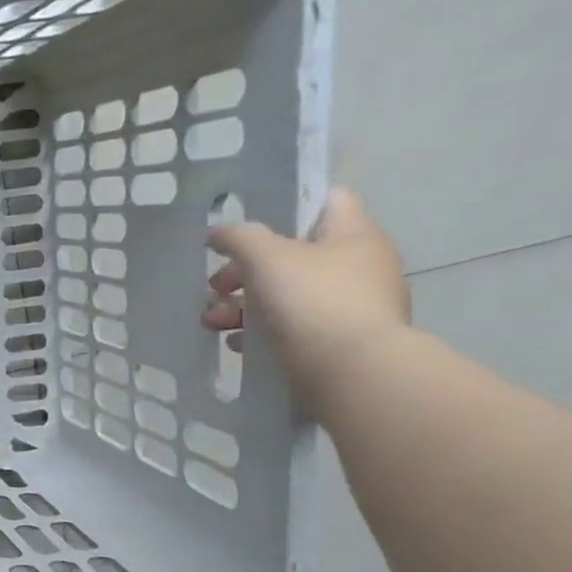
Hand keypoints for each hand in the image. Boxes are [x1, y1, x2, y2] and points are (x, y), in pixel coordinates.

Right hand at [201, 186, 409, 412]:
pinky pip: (293, 326)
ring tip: (212, 322)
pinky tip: (236, 343)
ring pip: (288, 293)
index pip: (327, 199)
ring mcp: (352, 305)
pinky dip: (261, 331)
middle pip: (294, 253)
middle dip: (245, 270)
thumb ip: (238, 237)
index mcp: (353, 234)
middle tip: (216, 286)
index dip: (287, 203)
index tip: (247, 223)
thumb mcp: (266, 256)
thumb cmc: (312, 300)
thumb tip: (219, 232)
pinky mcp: (339, 340)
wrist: (352, 372)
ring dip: (243, 305)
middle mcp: (359, 265)